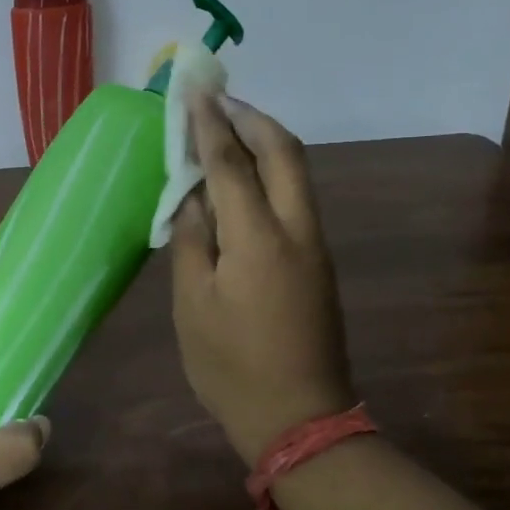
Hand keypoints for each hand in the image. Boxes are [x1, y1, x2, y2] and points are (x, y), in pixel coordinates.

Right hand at [171, 95, 356, 463]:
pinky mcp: (317, 260)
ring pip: (297, 171)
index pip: (232, 163)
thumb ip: (192, 238)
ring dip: (265, 140)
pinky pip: (295, 196)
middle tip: (217, 101)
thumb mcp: (192, 303)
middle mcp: (296, 230)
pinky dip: (270, 171)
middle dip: (251, 117)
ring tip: (226, 128)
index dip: (210, 124)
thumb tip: (192, 194)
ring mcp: (314, 244)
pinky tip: (241, 177)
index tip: (193, 91)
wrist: (299, 418)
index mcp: (259, 239)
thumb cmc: (231, 365)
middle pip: (284, 152)